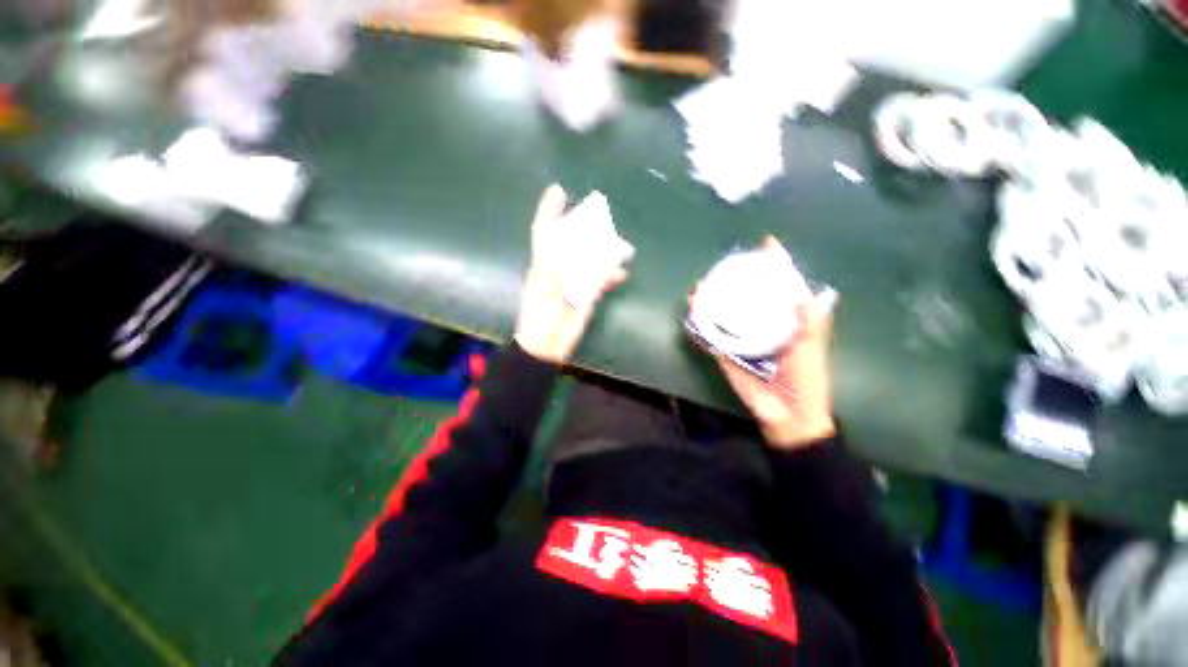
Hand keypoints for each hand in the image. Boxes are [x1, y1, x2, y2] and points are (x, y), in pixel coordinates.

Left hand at [514, 184, 632, 363]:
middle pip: (573, 243)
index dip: (548, 211)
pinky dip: (610, 277)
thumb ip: (558, 269)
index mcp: (544, 265)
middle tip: (602, 218)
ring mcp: (573, 283)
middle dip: (586, 230)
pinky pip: (600, 281)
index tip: (558, 191)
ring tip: (622, 248)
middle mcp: (559, 270)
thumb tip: (572, 248)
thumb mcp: (545, 291)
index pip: (544, 233)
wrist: (547, 346)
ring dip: (604, 253)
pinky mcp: (585, 296)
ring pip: (590, 261)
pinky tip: (621, 275)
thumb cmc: (540, 318)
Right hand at [690, 243, 837, 449]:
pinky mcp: (725, 355)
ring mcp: (741, 340)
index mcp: (785, 320)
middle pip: (745, 297)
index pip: (779, 287)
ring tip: (698, 289)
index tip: (766, 244)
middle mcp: (761, 325)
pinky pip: (710, 338)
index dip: (774, 266)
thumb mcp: (812, 348)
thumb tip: (806, 293)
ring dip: (709, 302)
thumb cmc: (806, 378)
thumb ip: (812, 323)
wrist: (787, 414)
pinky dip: (699, 328)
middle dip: (733, 280)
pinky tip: (690, 316)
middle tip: (720, 268)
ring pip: (723, 315)